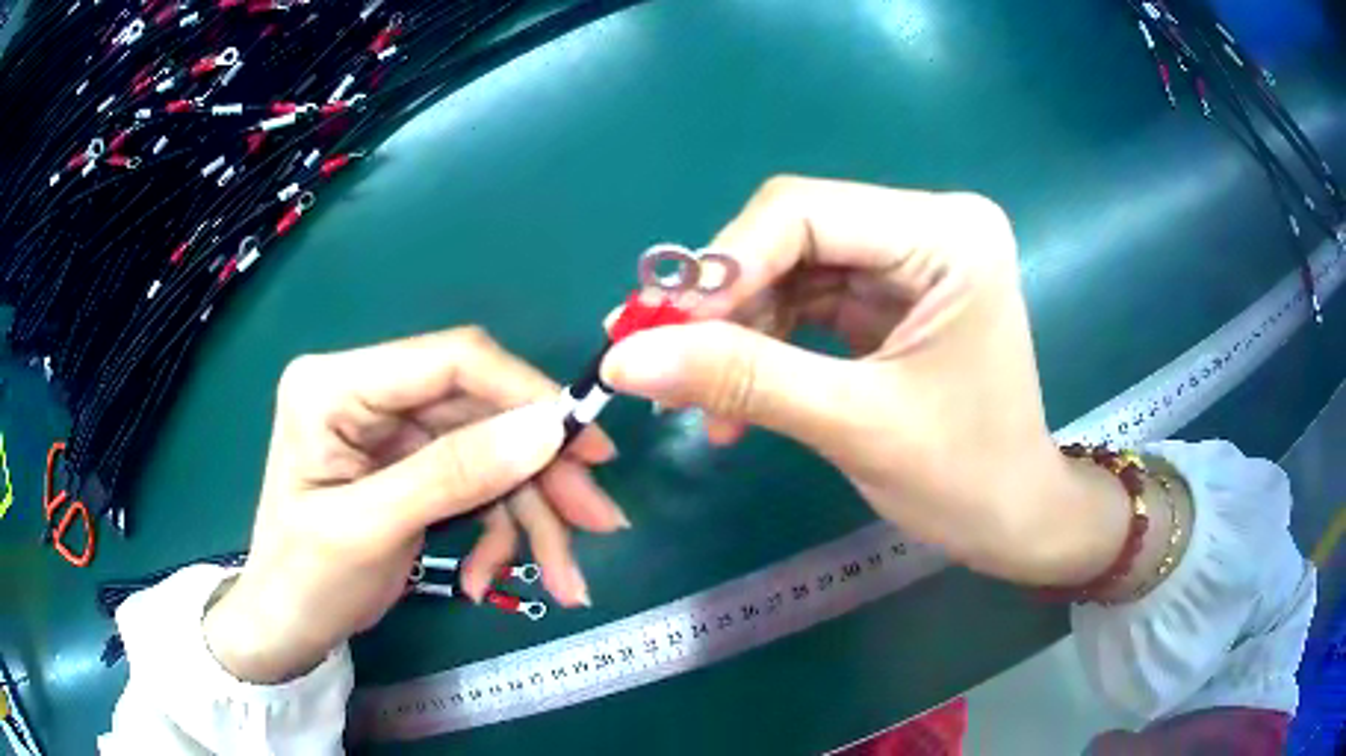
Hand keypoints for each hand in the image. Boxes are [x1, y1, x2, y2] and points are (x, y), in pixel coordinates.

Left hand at [205, 327, 626, 683]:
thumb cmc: (305, 580)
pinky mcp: (411, 465)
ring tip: (565, 578)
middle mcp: (368, 392)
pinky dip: (498, 532)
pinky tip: (490, 577)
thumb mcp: (372, 530)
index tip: (585, 444)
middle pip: (480, 412)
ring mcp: (392, 430)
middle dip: (539, 475)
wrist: (287, 629)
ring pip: (490, 453)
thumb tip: (548, 428)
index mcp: (336, 384)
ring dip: (530, 515)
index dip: (524, 394)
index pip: (449, 361)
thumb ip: (455, 475)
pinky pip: (476, 484)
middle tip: (598, 520)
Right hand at [601, 177, 1127, 585]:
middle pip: (789, 235)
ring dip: (734, 334)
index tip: (653, 333)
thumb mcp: (854, 426)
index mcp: (946, 234)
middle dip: (720, 305)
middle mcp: (929, 225)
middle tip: (654, 363)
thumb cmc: (964, 479)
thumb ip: (741, 379)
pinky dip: (763, 347)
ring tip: (693, 401)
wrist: (1014, 519)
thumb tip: (623, 358)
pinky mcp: (892, 293)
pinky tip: (733, 402)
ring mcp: (910, 257)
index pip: (802, 212)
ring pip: (788, 269)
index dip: (719, 268)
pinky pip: (806, 301)